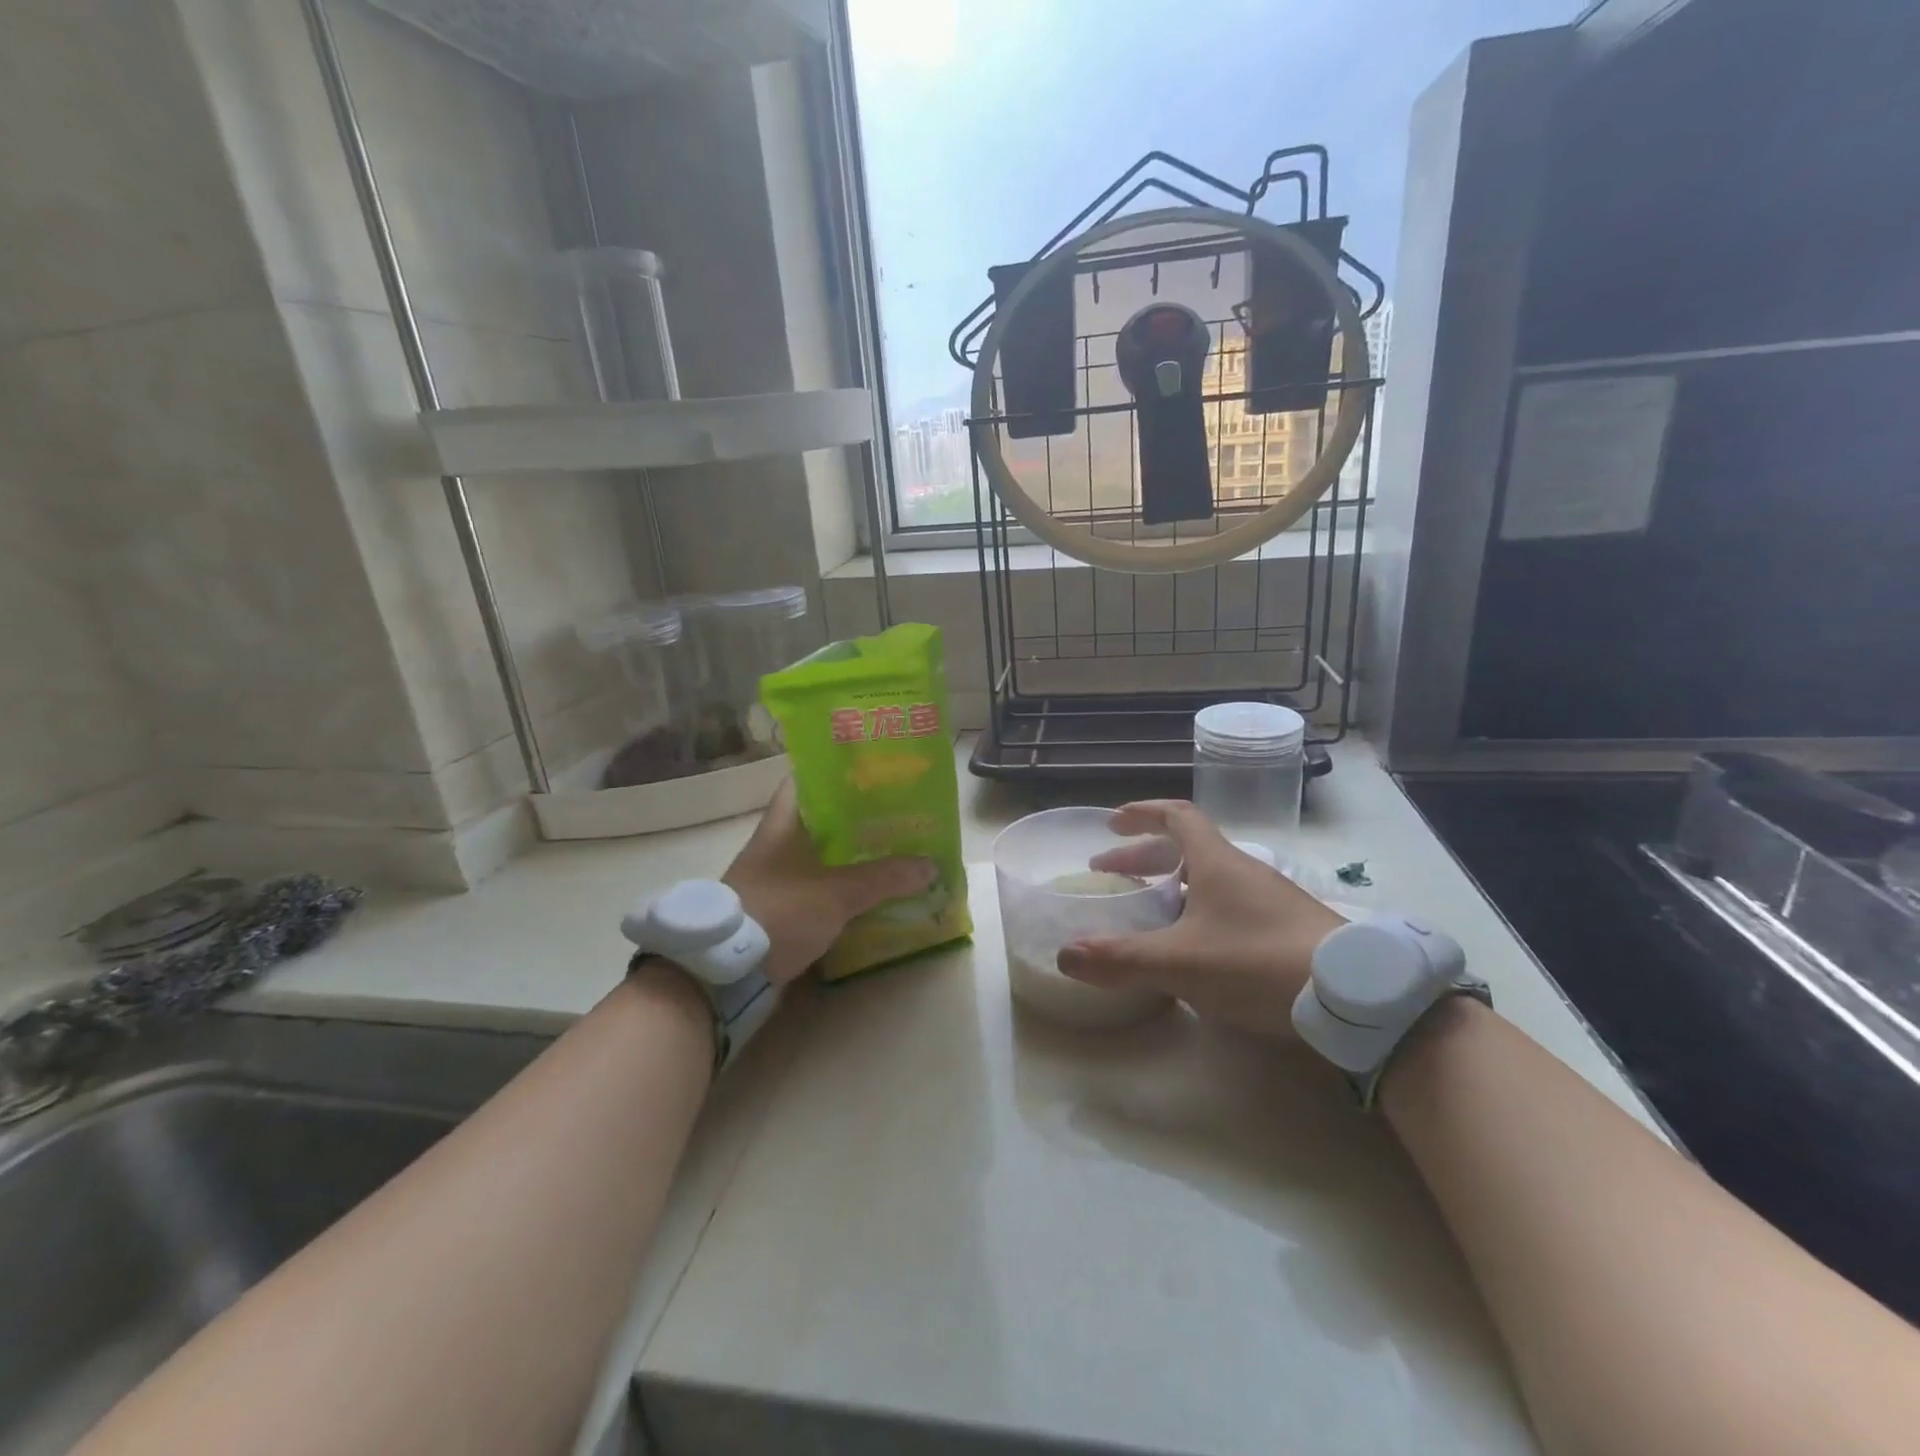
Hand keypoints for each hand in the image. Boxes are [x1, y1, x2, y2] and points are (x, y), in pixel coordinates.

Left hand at [723, 781, 936, 985]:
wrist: (726, 972)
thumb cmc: (779, 912)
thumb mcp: (837, 893)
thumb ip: (884, 878)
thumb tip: (931, 865)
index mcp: (782, 824)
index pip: (805, 780)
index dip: (836, 771)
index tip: (873, 771)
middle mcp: (777, 845)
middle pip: (821, 820)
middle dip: (858, 818)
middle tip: (897, 814)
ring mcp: (776, 878)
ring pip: (822, 856)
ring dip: (852, 856)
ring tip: (894, 852)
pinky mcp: (779, 908)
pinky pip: (818, 887)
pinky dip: (842, 887)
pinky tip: (871, 893)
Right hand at [1056, 800, 1346, 1038]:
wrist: (1354, 996)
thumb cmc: (1258, 962)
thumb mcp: (1180, 963)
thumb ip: (1120, 960)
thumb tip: (1064, 956)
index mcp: (1216, 862)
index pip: (1176, 816)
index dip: (1141, 814)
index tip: (1112, 823)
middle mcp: (1243, 871)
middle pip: (1187, 848)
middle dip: (1144, 857)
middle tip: (1110, 874)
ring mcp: (1269, 899)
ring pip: (1209, 878)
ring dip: (1172, 884)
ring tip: (1146, 909)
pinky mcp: (1287, 928)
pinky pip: (1230, 904)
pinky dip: (1199, 910)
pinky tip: (1194, 946)